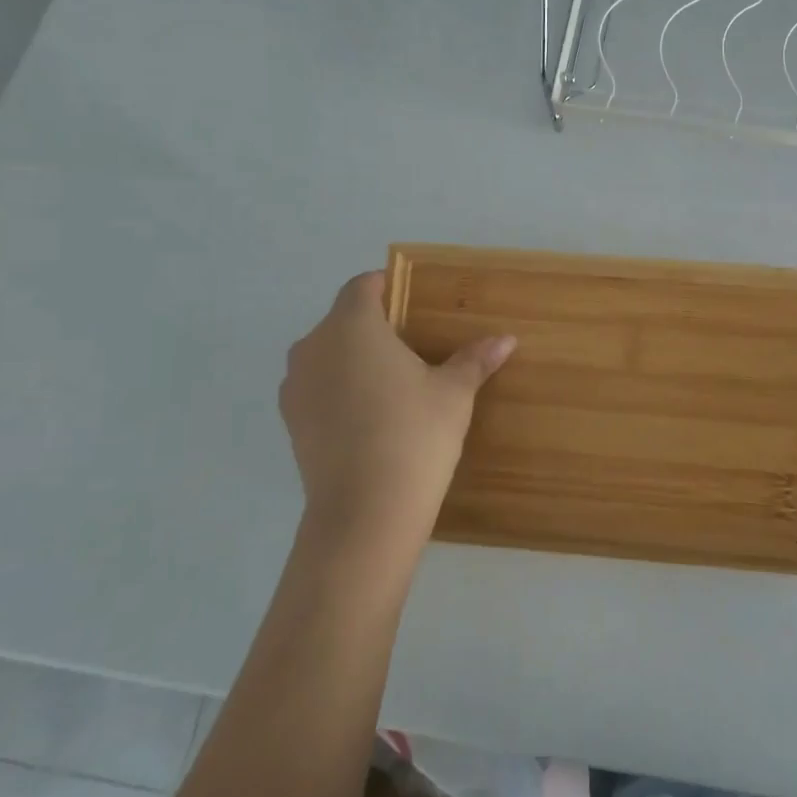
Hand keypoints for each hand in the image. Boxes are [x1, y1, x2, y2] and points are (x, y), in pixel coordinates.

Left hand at [280, 272, 514, 578]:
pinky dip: (340, 390)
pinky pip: (318, 389)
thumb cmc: (414, 433)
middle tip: (414, 346)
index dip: (387, 287)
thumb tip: (506, 339)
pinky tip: (371, 416)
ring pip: (327, 356)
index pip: (362, 286)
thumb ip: (474, 360)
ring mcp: (295, 386)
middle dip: (374, 326)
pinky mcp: (290, 422)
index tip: (412, 300)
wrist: (365, 511)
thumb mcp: (454, 393)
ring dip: (354, 359)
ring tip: (392, 384)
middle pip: (343, 320)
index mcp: (352, 326)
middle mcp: (314, 347)